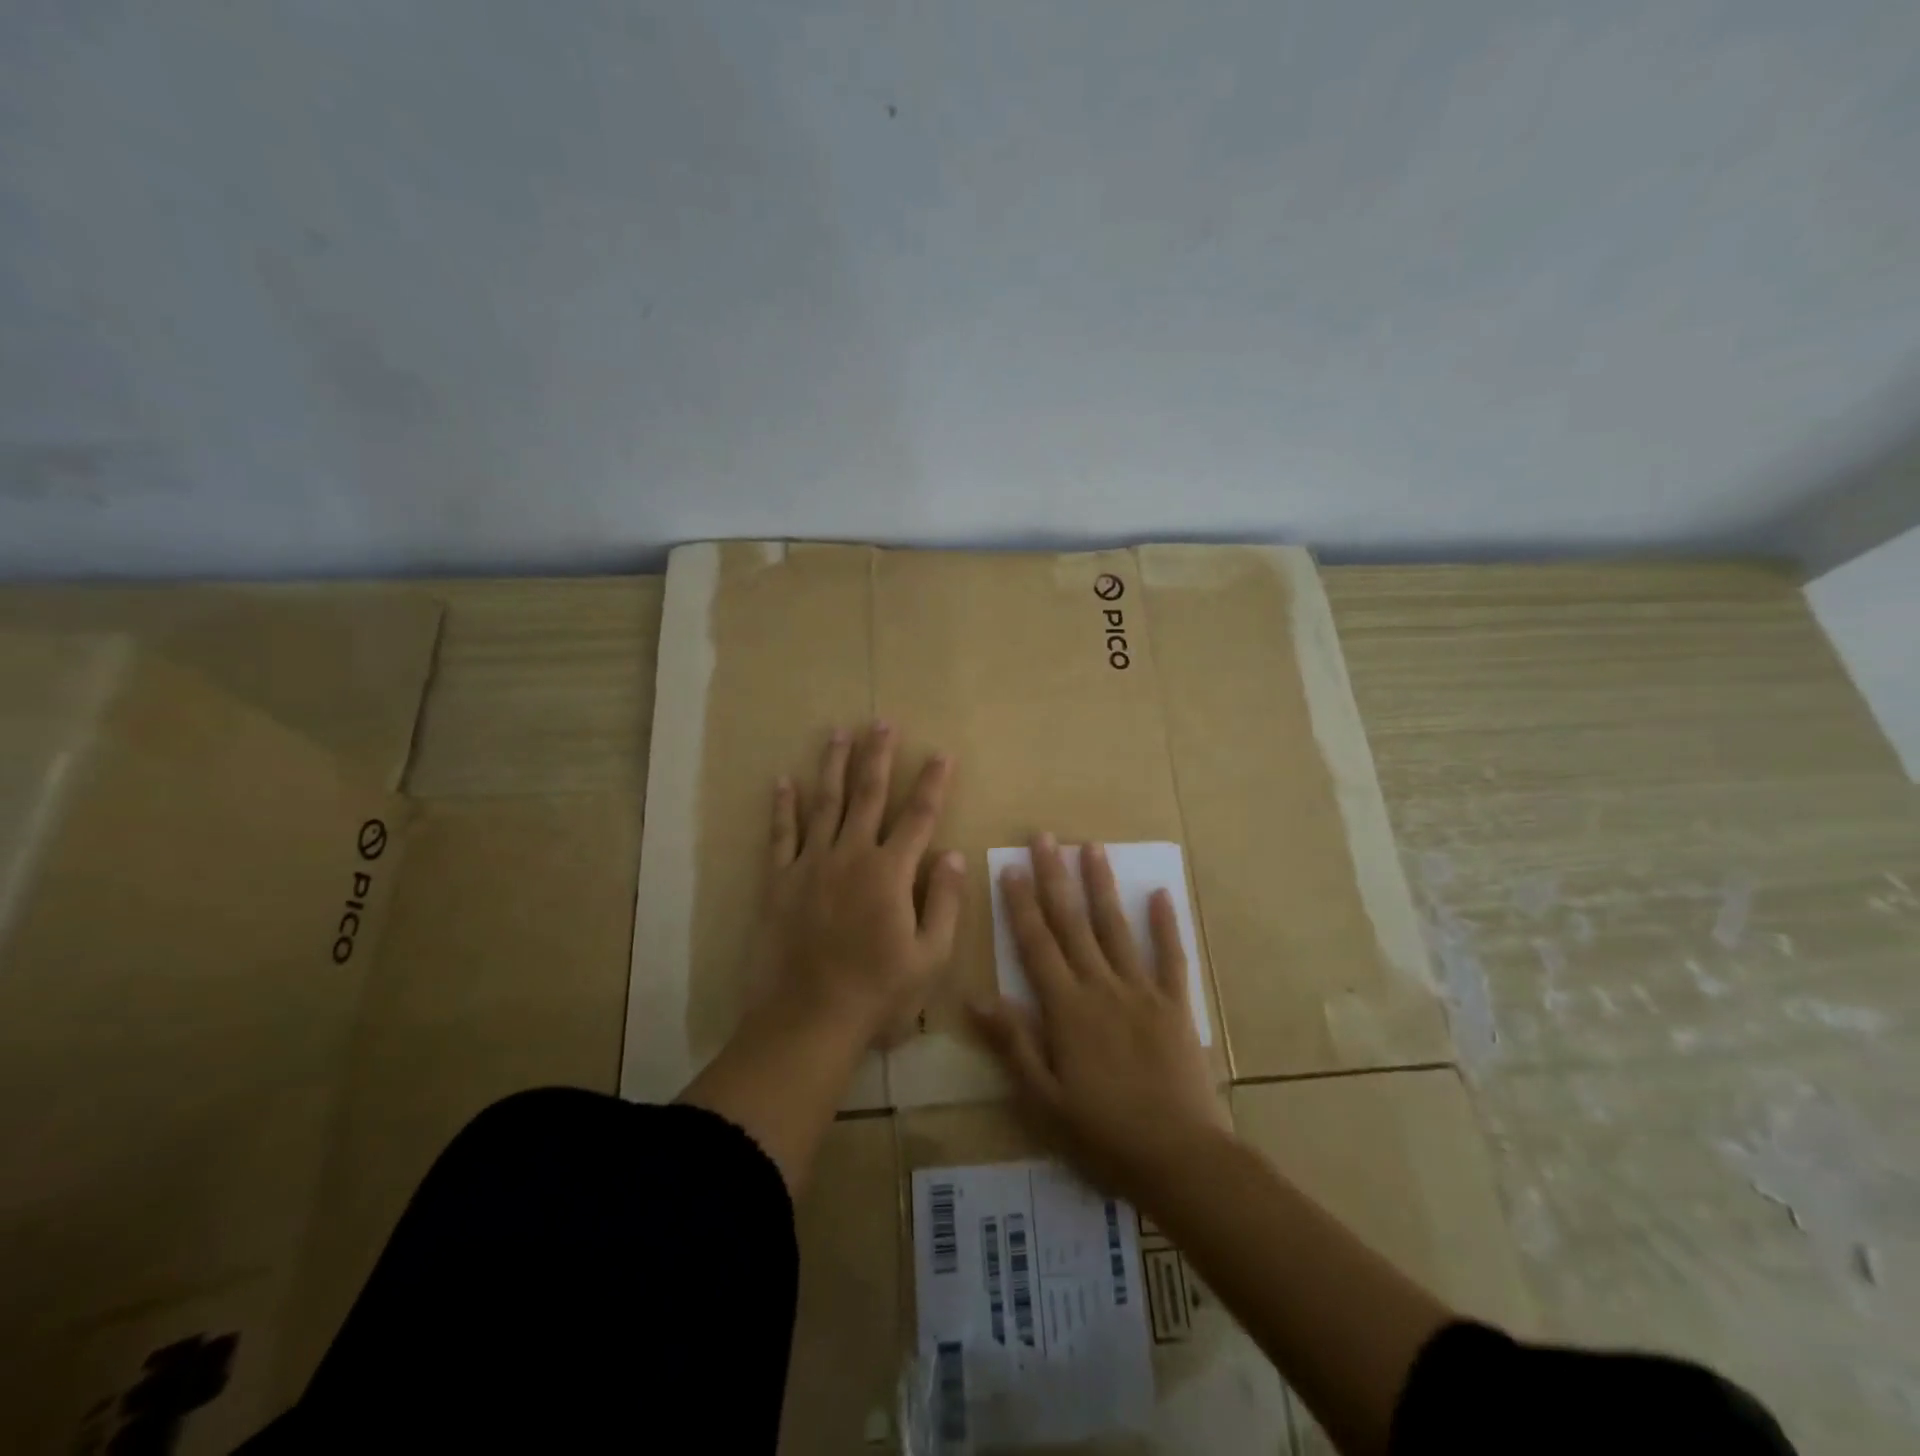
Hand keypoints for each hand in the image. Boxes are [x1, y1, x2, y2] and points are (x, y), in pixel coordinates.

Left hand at [757, 721, 965, 1046]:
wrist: (808, 1019)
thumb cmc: (878, 993)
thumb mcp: (930, 957)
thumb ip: (945, 903)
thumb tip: (954, 856)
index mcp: (891, 873)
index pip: (919, 816)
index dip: (933, 782)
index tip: (942, 753)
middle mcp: (851, 856)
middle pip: (868, 795)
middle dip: (878, 756)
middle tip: (882, 722)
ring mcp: (811, 864)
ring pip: (825, 803)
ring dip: (833, 765)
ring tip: (839, 733)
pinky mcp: (779, 880)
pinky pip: (781, 835)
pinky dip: (783, 806)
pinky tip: (783, 780)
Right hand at [971, 834, 1227, 1202]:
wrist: (1180, 1159)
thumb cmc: (1103, 1134)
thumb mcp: (1044, 1099)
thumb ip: (1013, 1044)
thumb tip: (977, 997)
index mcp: (1066, 1009)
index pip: (1036, 944)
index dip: (1020, 904)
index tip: (1010, 866)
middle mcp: (1101, 987)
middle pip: (1073, 923)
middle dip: (1055, 878)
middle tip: (1045, 837)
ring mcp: (1142, 992)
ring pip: (1116, 928)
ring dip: (1102, 886)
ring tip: (1092, 847)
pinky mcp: (1175, 1005)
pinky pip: (1170, 956)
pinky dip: (1166, 924)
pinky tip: (1161, 893)